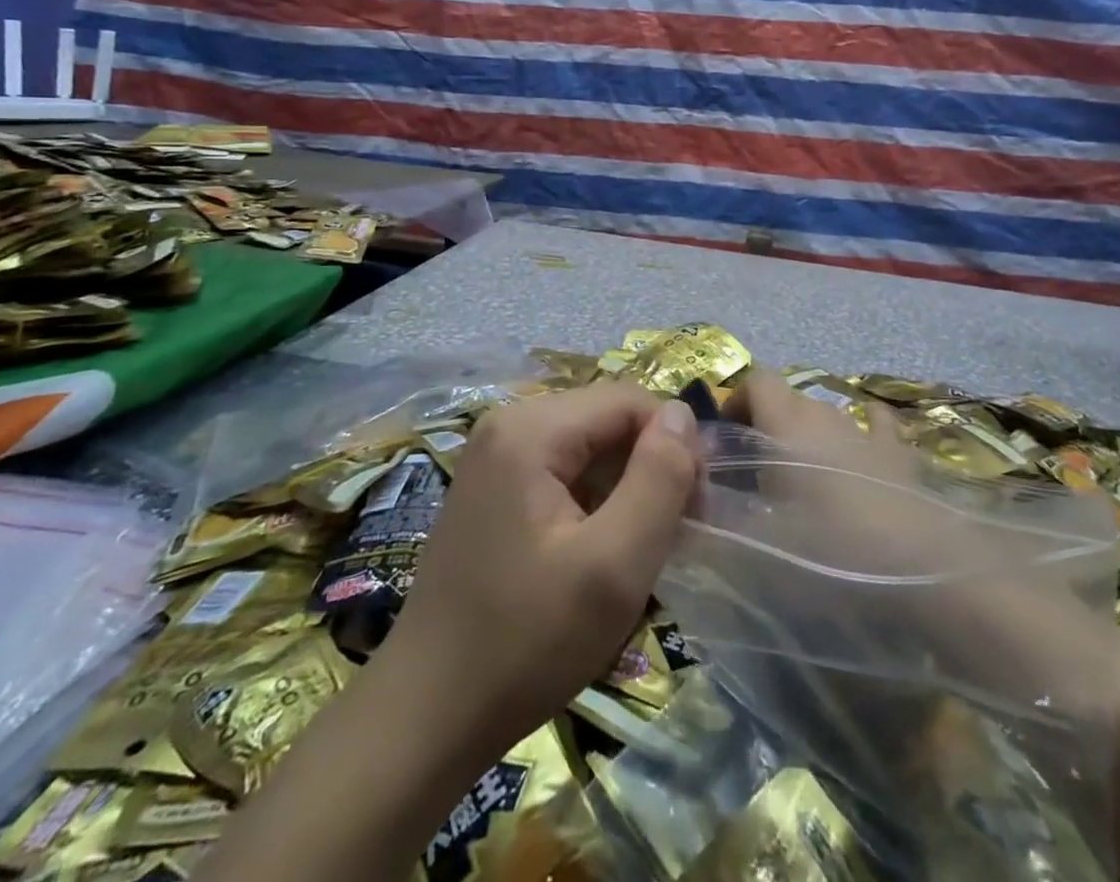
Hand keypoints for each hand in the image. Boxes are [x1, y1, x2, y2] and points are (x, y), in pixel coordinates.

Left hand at [377, 381, 701, 761]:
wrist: (425, 718)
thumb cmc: (525, 642)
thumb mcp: (613, 565)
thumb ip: (659, 479)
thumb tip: (682, 414)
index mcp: (532, 427)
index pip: (631, 402)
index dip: (674, 446)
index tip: (694, 512)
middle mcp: (510, 423)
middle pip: (609, 420)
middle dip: (650, 469)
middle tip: (670, 538)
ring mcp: (496, 455)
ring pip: (591, 447)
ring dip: (626, 489)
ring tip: (637, 553)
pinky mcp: (494, 487)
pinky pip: (564, 471)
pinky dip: (595, 503)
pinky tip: (599, 554)